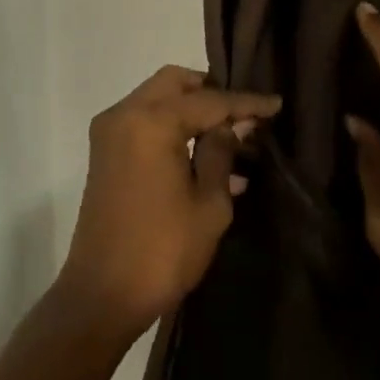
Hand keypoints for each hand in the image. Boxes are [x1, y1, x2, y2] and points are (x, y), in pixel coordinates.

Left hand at [58, 66, 280, 338]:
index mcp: (151, 122)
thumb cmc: (162, 251)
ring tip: (231, 136)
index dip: (246, 102)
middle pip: (175, 83)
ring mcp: (110, 132)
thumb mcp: (208, 204)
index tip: (276, 104)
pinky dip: (172, 126)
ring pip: (157, 98)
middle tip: (245, 114)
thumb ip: (222, 153)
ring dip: (191, 110)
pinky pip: (144, 122)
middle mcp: (125, 114)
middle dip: (211, 92)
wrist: (102, 296)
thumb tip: (233, 125)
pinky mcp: (104, 152)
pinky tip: (205, 155)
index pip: (209, 100)